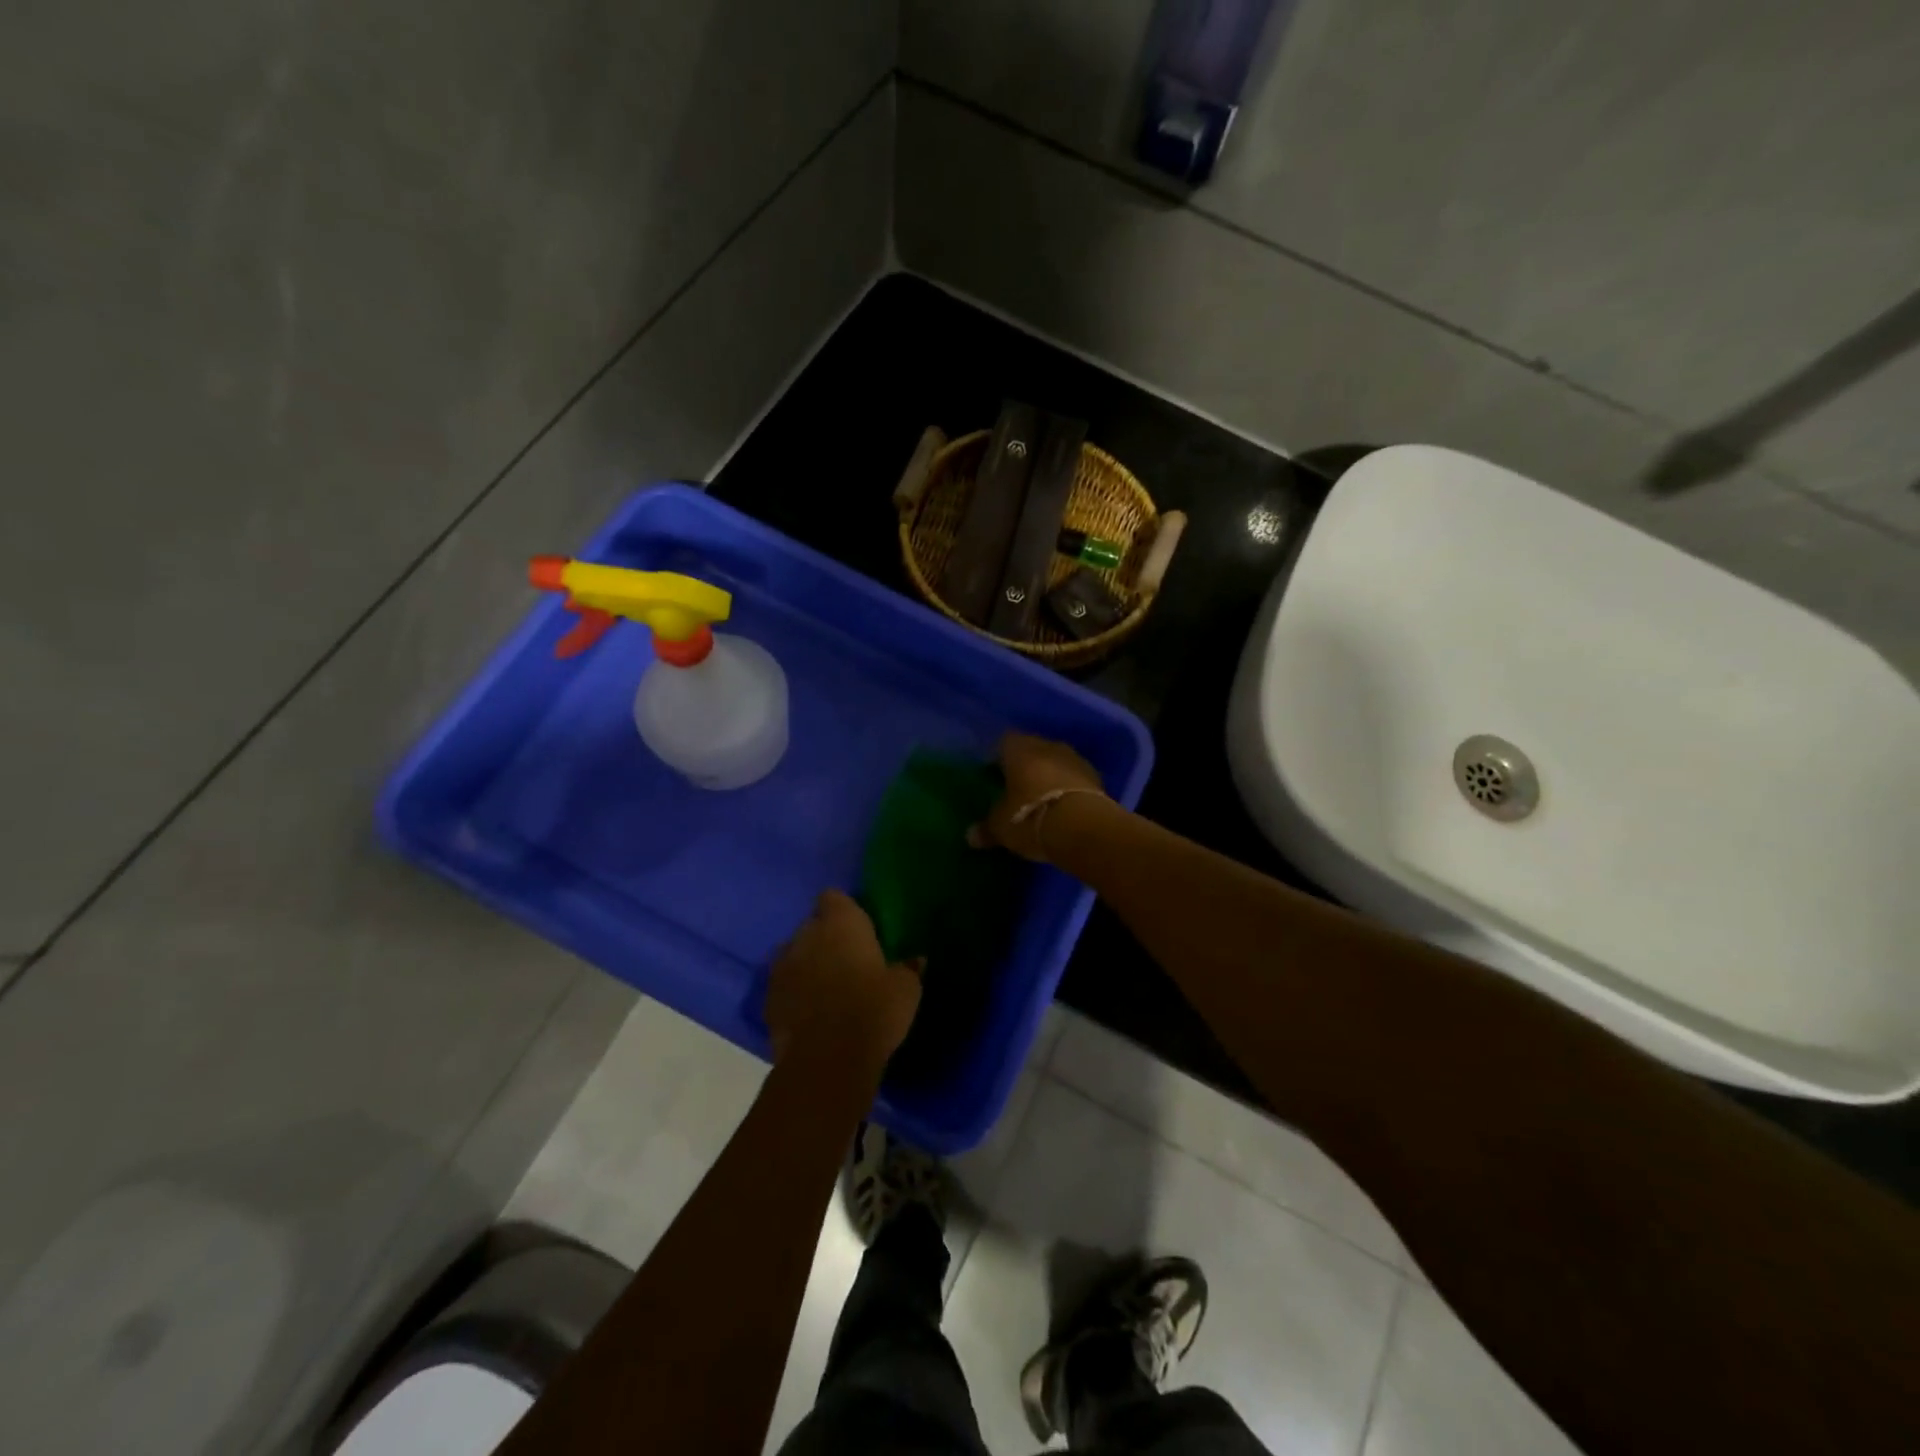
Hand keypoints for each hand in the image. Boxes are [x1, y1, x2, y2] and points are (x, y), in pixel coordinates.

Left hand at [766, 890, 922, 1069]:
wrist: (827, 1059)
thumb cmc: (873, 1010)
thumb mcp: (906, 989)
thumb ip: (908, 969)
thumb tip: (916, 960)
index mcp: (840, 922)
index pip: (833, 898)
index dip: (844, 911)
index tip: (858, 930)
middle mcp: (805, 935)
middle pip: (812, 926)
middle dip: (826, 939)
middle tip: (848, 963)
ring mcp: (781, 966)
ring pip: (794, 955)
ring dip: (807, 965)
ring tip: (827, 989)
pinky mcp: (767, 999)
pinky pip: (784, 986)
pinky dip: (794, 993)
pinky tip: (811, 1014)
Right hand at [969, 731, 1107, 862]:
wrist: (1083, 828)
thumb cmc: (1030, 817)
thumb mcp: (1001, 827)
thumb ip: (986, 829)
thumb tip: (971, 837)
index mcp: (1019, 749)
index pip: (1004, 742)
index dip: (998, 757)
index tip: (994, 774)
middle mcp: (1048, 746)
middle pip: (1033, 749)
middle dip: (1025, 765)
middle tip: (1016, 786)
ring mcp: (1075, 760)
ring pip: (1056, 762)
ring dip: (1050, 775)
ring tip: (1041, 797)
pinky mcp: (1097, 778)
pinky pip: (1075, 778)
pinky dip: (1068, 788)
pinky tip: (1063, 807)